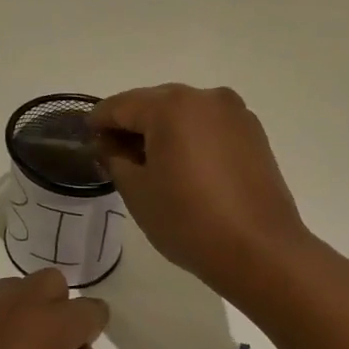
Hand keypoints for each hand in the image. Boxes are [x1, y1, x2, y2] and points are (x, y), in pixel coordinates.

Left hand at [0, 269, 107, 348]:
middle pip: (52, 282)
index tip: (83, 346)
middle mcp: (19, 304)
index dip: (92, 328)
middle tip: (50, 345)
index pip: (89, 309)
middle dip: (58, 305)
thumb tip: (78, 348)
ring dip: (24, 309)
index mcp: (53, 326)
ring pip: (15, 288)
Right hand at [90, 84, 308, 295]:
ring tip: (151, 164)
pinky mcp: (253, 132)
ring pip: (183, 112)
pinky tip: (184, 167)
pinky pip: (208, 125)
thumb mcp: (137, 191)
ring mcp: (234, 112)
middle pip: (153, 103)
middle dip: (131, 125)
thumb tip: (109, 144)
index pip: (120, 105)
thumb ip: (114, 158)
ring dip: (162, 130)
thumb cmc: (189, 220)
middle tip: (115, 156)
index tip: (87, 141)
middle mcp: (204, 97)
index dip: (98, 122)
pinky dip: (190, 137)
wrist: (261, 251)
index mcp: (170, 106)